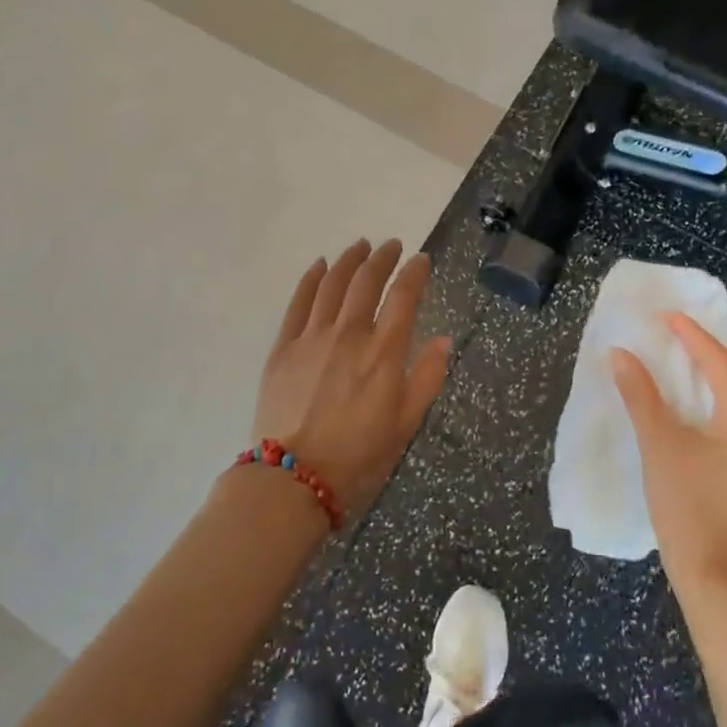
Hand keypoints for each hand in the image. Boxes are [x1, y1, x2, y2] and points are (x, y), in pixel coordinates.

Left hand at [254, 239, 452, 520]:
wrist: (292, 480)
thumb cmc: (358, 457)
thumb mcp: (405, 424)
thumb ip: (427, 378)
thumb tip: (443, 340)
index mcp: (383, 353)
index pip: (404, 297)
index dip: (415, 273)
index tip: (421, 260)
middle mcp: (349, 334)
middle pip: (367, 281)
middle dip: (383, 258)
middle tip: (392, 246)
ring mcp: (312, 337)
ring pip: (333, 283)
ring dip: (349, 260)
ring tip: (360, 246)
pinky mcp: (283, 347)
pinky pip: (299, 301)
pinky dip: (311, 278)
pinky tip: (319, 266)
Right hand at [611, 313, 726, 593]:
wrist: (718, 581)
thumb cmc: (689, 506)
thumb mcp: (659, 445)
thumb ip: (640, 395)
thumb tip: (620, 354)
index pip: (719, 362)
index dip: (691, 335)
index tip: (665, 315)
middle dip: (700, 354)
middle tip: (668, 335)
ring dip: (704, 383)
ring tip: (674, 365)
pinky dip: (709, 408)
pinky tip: (688, 412)